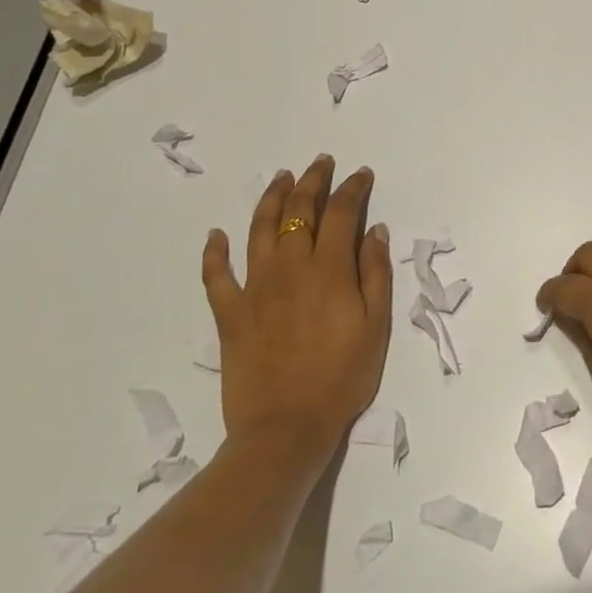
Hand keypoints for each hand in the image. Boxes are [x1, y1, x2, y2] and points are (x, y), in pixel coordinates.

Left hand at [201, 155, 390, 463]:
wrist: (286, 429)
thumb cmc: (342, 377)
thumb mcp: (376, 326)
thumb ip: (376, 273)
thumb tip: (375, 231)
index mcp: (329, 270)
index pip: (342, 213)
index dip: (352, 189)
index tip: (361, 174)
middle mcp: (290, 268)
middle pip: (298, 212)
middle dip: (313, 181)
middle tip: (321, 163)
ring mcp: (255, 289)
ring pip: (259, 230)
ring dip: (271, 199)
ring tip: (281, 178)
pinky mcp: (229, 314)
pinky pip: (216, 277)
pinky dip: (215, 253)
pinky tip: (218, 235)